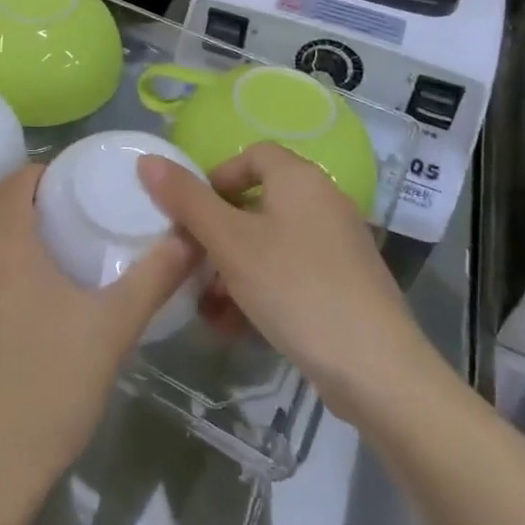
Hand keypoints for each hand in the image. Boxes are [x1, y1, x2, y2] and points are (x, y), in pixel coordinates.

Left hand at [0, 164, 199, 499]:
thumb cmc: (52, 386)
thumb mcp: (113, 328)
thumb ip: (153, 276)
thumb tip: (189, 236)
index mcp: (5, 245)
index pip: (14, 181)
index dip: (40, 174)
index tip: (70, 186)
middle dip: (13, 196)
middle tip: (53, 216)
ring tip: (37, 261)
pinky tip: (12, 315)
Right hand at [138, 144, 437, 427]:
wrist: (377, 369)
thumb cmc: (296, 288)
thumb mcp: (230, 243)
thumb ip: (187, 201)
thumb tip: (147, 159)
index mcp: (299, 179)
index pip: (252, 154)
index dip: (217, 177)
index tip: (192, 215)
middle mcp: (324, 202)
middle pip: (258, 202)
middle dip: (218, 234)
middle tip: (192, 264)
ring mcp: (338, 245)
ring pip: (271, 243)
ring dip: (234, 269)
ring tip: (208, 305)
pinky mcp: (345, 284)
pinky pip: (291, 272)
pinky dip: (262, 289)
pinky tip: (237, 326)